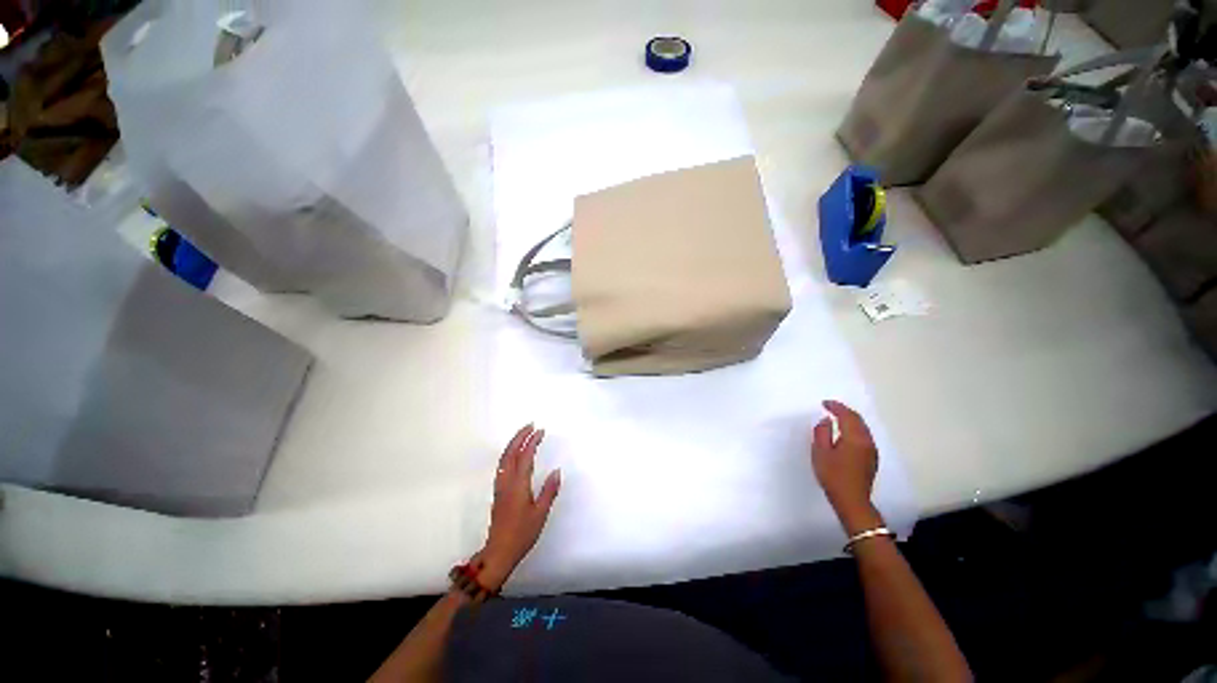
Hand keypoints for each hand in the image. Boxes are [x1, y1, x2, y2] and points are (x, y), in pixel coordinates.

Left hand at [477, 424, 560, 590]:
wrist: (499, 552)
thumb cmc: (522, 534)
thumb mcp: (540, 514)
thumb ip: (549, 491)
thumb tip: (557, 471)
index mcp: (518, 486)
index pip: (525, 457)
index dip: (532, 442)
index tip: (540, 431)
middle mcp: (507, 482)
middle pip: (510, 453)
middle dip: (520, 437)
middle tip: (530, 425)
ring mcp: (500, 487)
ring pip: (504, 458)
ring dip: (513, 443)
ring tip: (523, 434)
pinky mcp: (498, 492)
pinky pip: (502, 465)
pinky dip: (509, 453)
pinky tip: (514, 454)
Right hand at [812, 400, 882, 535]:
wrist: (852, 501)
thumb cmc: (833, 475)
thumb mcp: (820, 452)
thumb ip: (822, 433)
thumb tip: (826, 421)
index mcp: (855, 438)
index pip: (847, 415)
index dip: (836, 406)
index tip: (824, 403)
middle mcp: (867, 441)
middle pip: (858, 420)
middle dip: (844, 411)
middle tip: (830, 408)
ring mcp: (871, 451)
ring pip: (862, 428)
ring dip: (850, 420)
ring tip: (836, 418)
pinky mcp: (871, 459)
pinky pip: (864, 436)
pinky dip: (854, 429)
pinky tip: (845, 434)